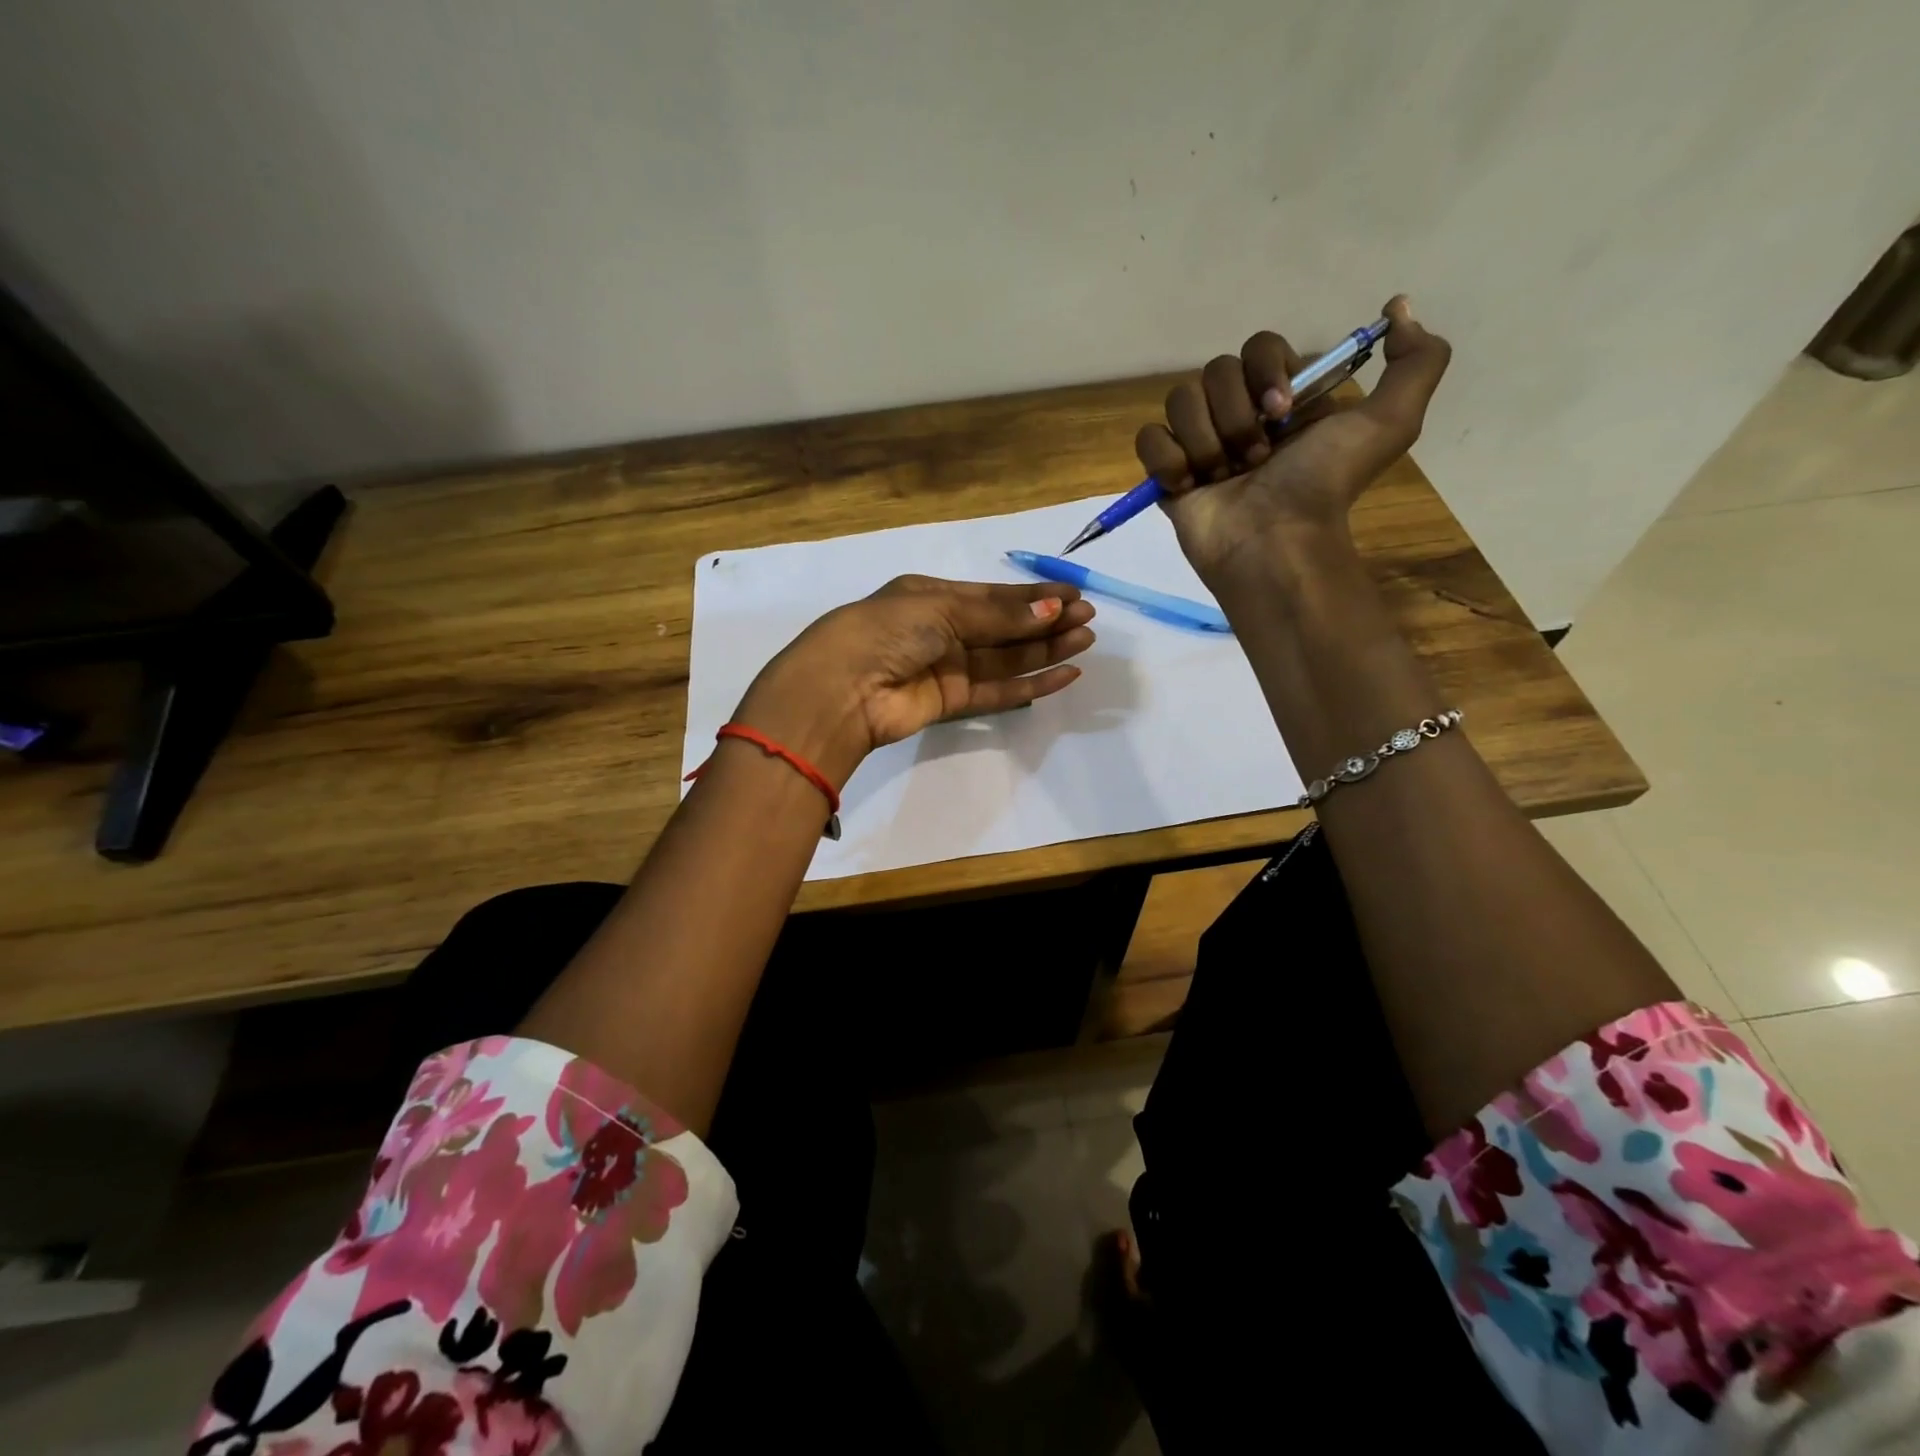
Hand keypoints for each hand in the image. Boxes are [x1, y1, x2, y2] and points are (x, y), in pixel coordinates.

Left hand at [733, 575, 1096, 786]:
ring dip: (1045, 650)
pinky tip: (1063, 674)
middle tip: (1088, 619)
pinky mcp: (951, 703)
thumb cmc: (886, 631)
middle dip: (1046, 621)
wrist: (842, 689)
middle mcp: (941, 630)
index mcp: (932, 597)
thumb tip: (1052, 610)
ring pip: (1006, 658)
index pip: (993, 596)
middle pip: (1004, 626)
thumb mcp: (942, 610)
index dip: (1034, 595)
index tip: (1074, 594)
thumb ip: (998, 615)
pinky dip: (1031, 684)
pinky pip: (998, 690)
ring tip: (1085, 641)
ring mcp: (947, 668)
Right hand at [1135, 295, 1450, 587]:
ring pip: (1180, 401)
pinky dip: (1167, 460)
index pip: (1257, 347)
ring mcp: (1199, 444)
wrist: (1274, 541)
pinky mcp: (1166, 473)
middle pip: (1214, 372)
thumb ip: (1416, 362)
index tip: (1282, 410)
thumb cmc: (1323, 485)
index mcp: (1282, 397)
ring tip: (1224, 479)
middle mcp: (1238, 414)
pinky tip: (1189, 485)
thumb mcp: (1390, 423)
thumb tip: (1398, 308)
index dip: (1265, 371)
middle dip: (1235, 415)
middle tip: (1255, 458)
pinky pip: (1149, 439)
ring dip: (1205, 441)